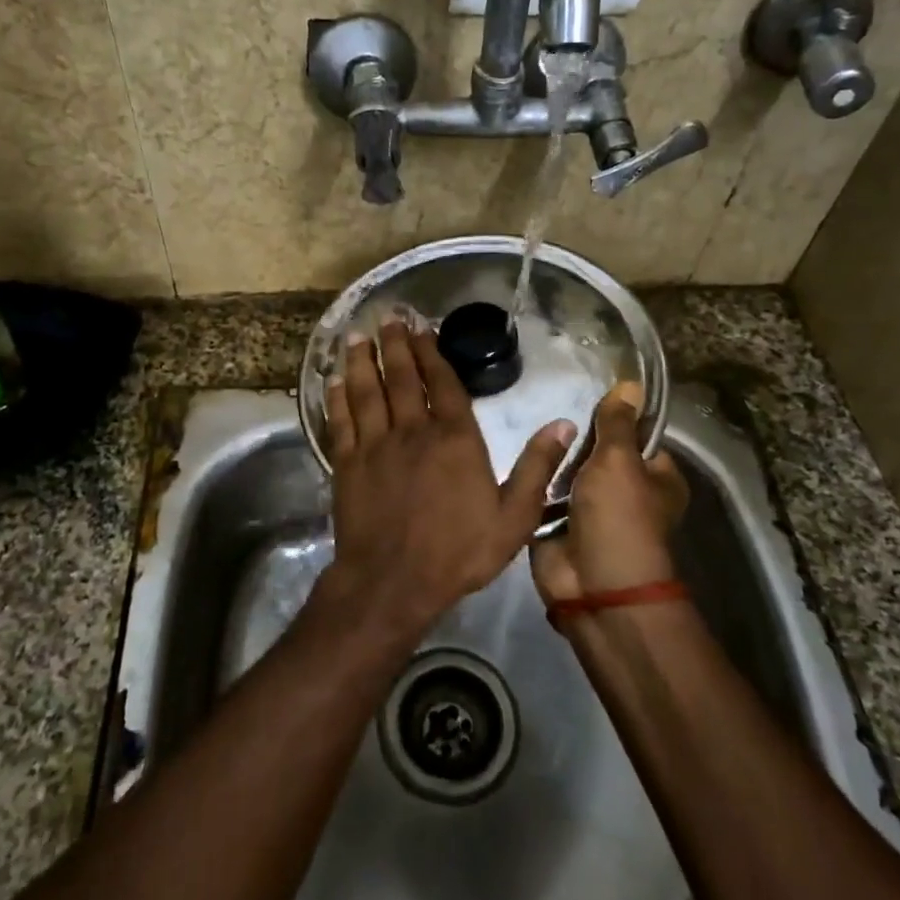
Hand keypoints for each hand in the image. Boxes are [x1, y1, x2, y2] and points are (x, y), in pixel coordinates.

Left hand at [322, 320, 573, 632]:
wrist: (393, 582)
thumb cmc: (458, 552)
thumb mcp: (514, 517)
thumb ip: (538, 468)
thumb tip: (565, 423)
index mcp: (455, 439)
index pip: (444, 384)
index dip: (432, 352)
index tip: (422, 327)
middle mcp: (413, 431)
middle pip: (403, 378)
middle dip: (396, 344)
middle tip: (388, 317)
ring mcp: (375, 445)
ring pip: (368, 391)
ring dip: (364, 361)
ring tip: (358, 335)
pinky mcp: (346, 463)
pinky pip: (341, 420)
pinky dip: (337, 397)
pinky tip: (334, 380)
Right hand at [531, 381, 688, 606]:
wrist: (592, 586)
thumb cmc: (618, 518)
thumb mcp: (618, 461)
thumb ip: (617, 423)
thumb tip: (632, 382)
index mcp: (657, 478)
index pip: (634, 435)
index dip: (613, 419)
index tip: (586, 400)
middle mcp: (627, 493)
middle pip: (596, 454)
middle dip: (575, 443)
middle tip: (554, 418)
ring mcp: (591, 511)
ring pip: (567, 473)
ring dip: (553, 464)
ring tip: (535, 438)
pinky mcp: (559, 526)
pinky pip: (545, 495)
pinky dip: (535, 485)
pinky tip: (521, 464)